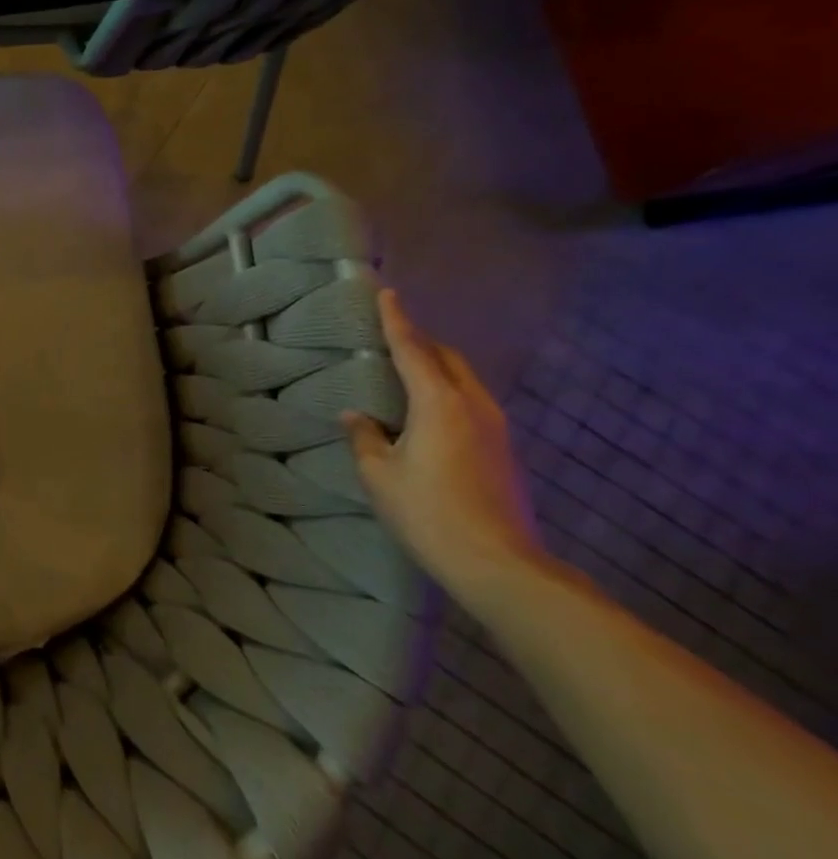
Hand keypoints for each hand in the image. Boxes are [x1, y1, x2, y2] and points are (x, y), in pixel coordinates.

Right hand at [342, 290, 546, 606]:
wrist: (500, 565)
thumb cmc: (429, 512)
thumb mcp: (379, 474)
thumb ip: (364, 437)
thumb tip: (355, 415)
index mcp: (439, 403)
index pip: (413, 349)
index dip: (397, 321)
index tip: (387, 294)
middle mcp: (474, 406)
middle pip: (447, 359)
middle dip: (421, 341)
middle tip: (391, 335)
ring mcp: (496, 429)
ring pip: (464, 380)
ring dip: (436, 367)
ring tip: (407, 370)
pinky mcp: (504, 450)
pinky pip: (471, 402)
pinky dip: (447, 391)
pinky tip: (428, 411)